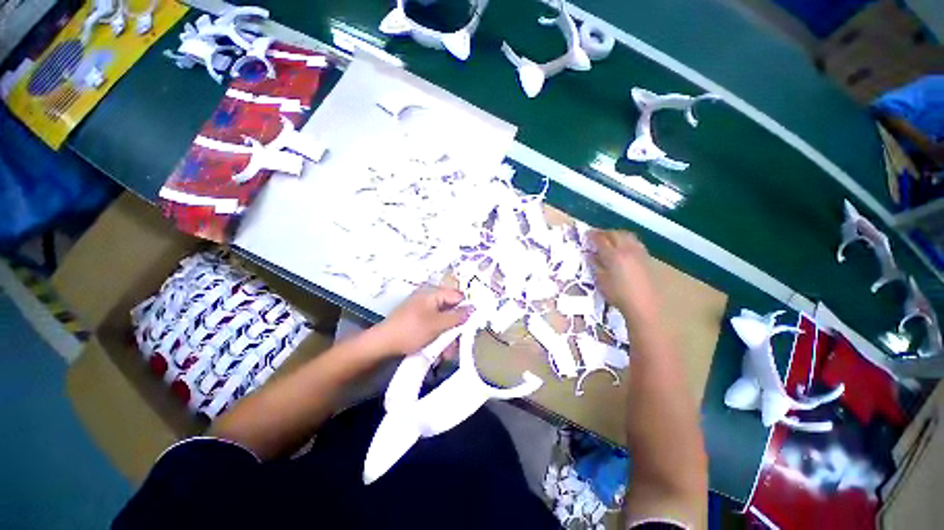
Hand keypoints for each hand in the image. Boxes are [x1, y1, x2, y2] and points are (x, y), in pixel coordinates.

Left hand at [371, 286, 472, 356]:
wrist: (382, 344)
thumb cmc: (411, 331)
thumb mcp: (437, 324)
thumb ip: (457, 316)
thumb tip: (473, 308)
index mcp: (433, 293)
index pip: (457, 296)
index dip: (466, 309)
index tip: (473, 325)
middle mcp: (429, 298)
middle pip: (451, 310)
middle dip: (456, 328)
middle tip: (458, 345)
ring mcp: (423, 310)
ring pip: (443, 321)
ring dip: (448, 337)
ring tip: (447, 354)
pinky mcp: (418, 321)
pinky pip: (434, 326)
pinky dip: (438, 337)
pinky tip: (439, 352)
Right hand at [588, 230, 660, 322]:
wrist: (644, 305)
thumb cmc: (618, 295)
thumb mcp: (601, 281)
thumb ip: (595, 265)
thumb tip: (590, 255)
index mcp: (613, 255)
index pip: (601, 239)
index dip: (592, 235)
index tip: (586, 234)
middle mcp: (627, 249)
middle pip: (614, 234)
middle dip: (604, 233)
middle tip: (595, 236)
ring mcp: (638, 252)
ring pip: (626, 235)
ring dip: (616, 234)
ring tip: (609, 238)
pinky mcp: (646, 257)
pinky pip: (634, 241)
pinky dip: (626, 239)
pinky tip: (623, 246)